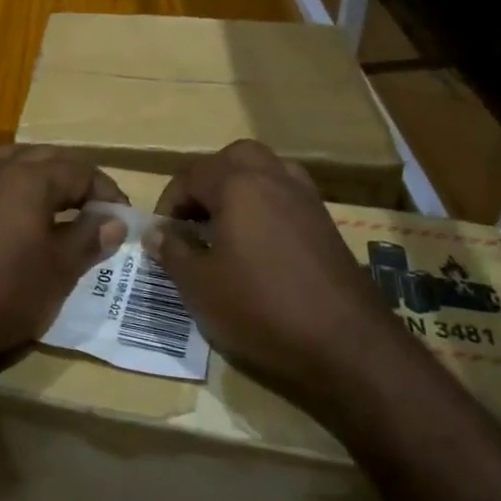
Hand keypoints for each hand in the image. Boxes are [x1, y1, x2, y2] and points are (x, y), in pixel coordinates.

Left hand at [0, 146, 127, 380]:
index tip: (123, 217)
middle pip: (38, 158)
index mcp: (26, 180)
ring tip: (40, 192)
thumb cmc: (2, 292)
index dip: (106, 191)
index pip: (78, 170)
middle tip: (90, 202)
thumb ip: (88, 239)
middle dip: (69, 176)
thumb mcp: (58, 271)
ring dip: (23, 172)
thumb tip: (113, 220)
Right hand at [148, 141, 399, 411]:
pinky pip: (287, 194)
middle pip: (232, 158)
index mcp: (237, 184)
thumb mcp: (201, 287)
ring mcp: (305, 197)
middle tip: (194, 219)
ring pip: (265, 170)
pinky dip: (267, 203)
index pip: (191, 175)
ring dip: (239, 187)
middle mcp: (273, 177)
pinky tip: (260, 242)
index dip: (168, 202)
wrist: (346, 342)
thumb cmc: (261, 308)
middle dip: (207, 181)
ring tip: (225, 225)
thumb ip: (172, 253)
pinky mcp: (325, 221)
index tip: (161, 235)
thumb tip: (154, 233)